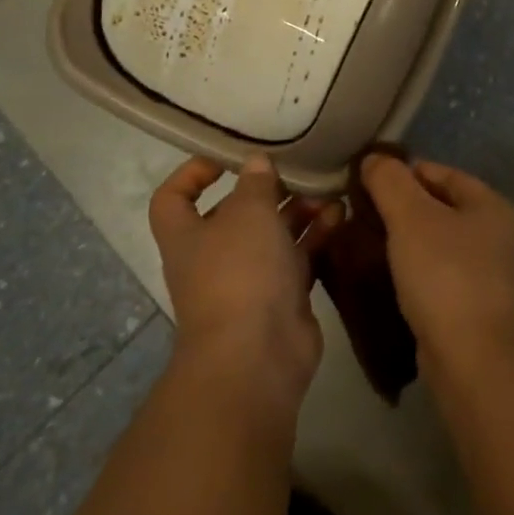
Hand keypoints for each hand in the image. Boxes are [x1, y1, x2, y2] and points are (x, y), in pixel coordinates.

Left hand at [148, 155, 341, 409]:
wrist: (257, 357)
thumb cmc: (240, 272)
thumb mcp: (248, 213)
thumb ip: (255, 183)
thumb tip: (256, 163)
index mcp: (187, 235)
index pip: (172, 198)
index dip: (192, 173)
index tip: (227, 157)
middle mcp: (214, 256)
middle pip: (236, 213)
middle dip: (268, 190)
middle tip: (299, 169)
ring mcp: (249, 279)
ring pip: (273, 234)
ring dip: (299, 210)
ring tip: (328, 191)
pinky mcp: (282, 298)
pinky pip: (299, 258)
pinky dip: (316, 237)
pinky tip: (340, 215)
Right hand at [361, 154, 513, 372]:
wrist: (471, 360)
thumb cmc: (444, 275)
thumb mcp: (410, 217)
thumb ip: (390, 181)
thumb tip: (374, 158)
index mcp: (493, 204)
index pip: (441, 172)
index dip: (403, 173)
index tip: (367, 182)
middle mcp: (499, 234)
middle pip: (442, 206)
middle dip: (404, 206)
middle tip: (364, 213)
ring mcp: (492, 272)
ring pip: (440, 241)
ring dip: (408, 239)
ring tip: (370, 242)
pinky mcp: (477, 305)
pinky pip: (441, 272)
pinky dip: (417, 268)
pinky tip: (390, 275)